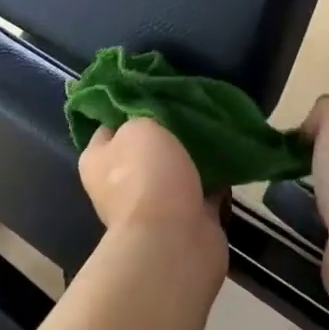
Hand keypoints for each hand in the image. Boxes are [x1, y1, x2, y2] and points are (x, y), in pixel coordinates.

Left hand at [80, 117, 221, 238]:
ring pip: (175, 169)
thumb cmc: (146, 175)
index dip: (128, 108)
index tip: (154, 90)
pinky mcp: (186, 219)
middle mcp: (120, 184)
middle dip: (167, 131)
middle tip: (191, 106)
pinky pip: (203, 189)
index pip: (107, 126)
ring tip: (216, 126)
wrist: (174, 239)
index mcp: (97, 161)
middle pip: (145, 148)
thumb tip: (149, 120)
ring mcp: (154, 204)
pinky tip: (232, 153)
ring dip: (193, 154)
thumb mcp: (138, 127)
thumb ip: (142, 116)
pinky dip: (216, 176)